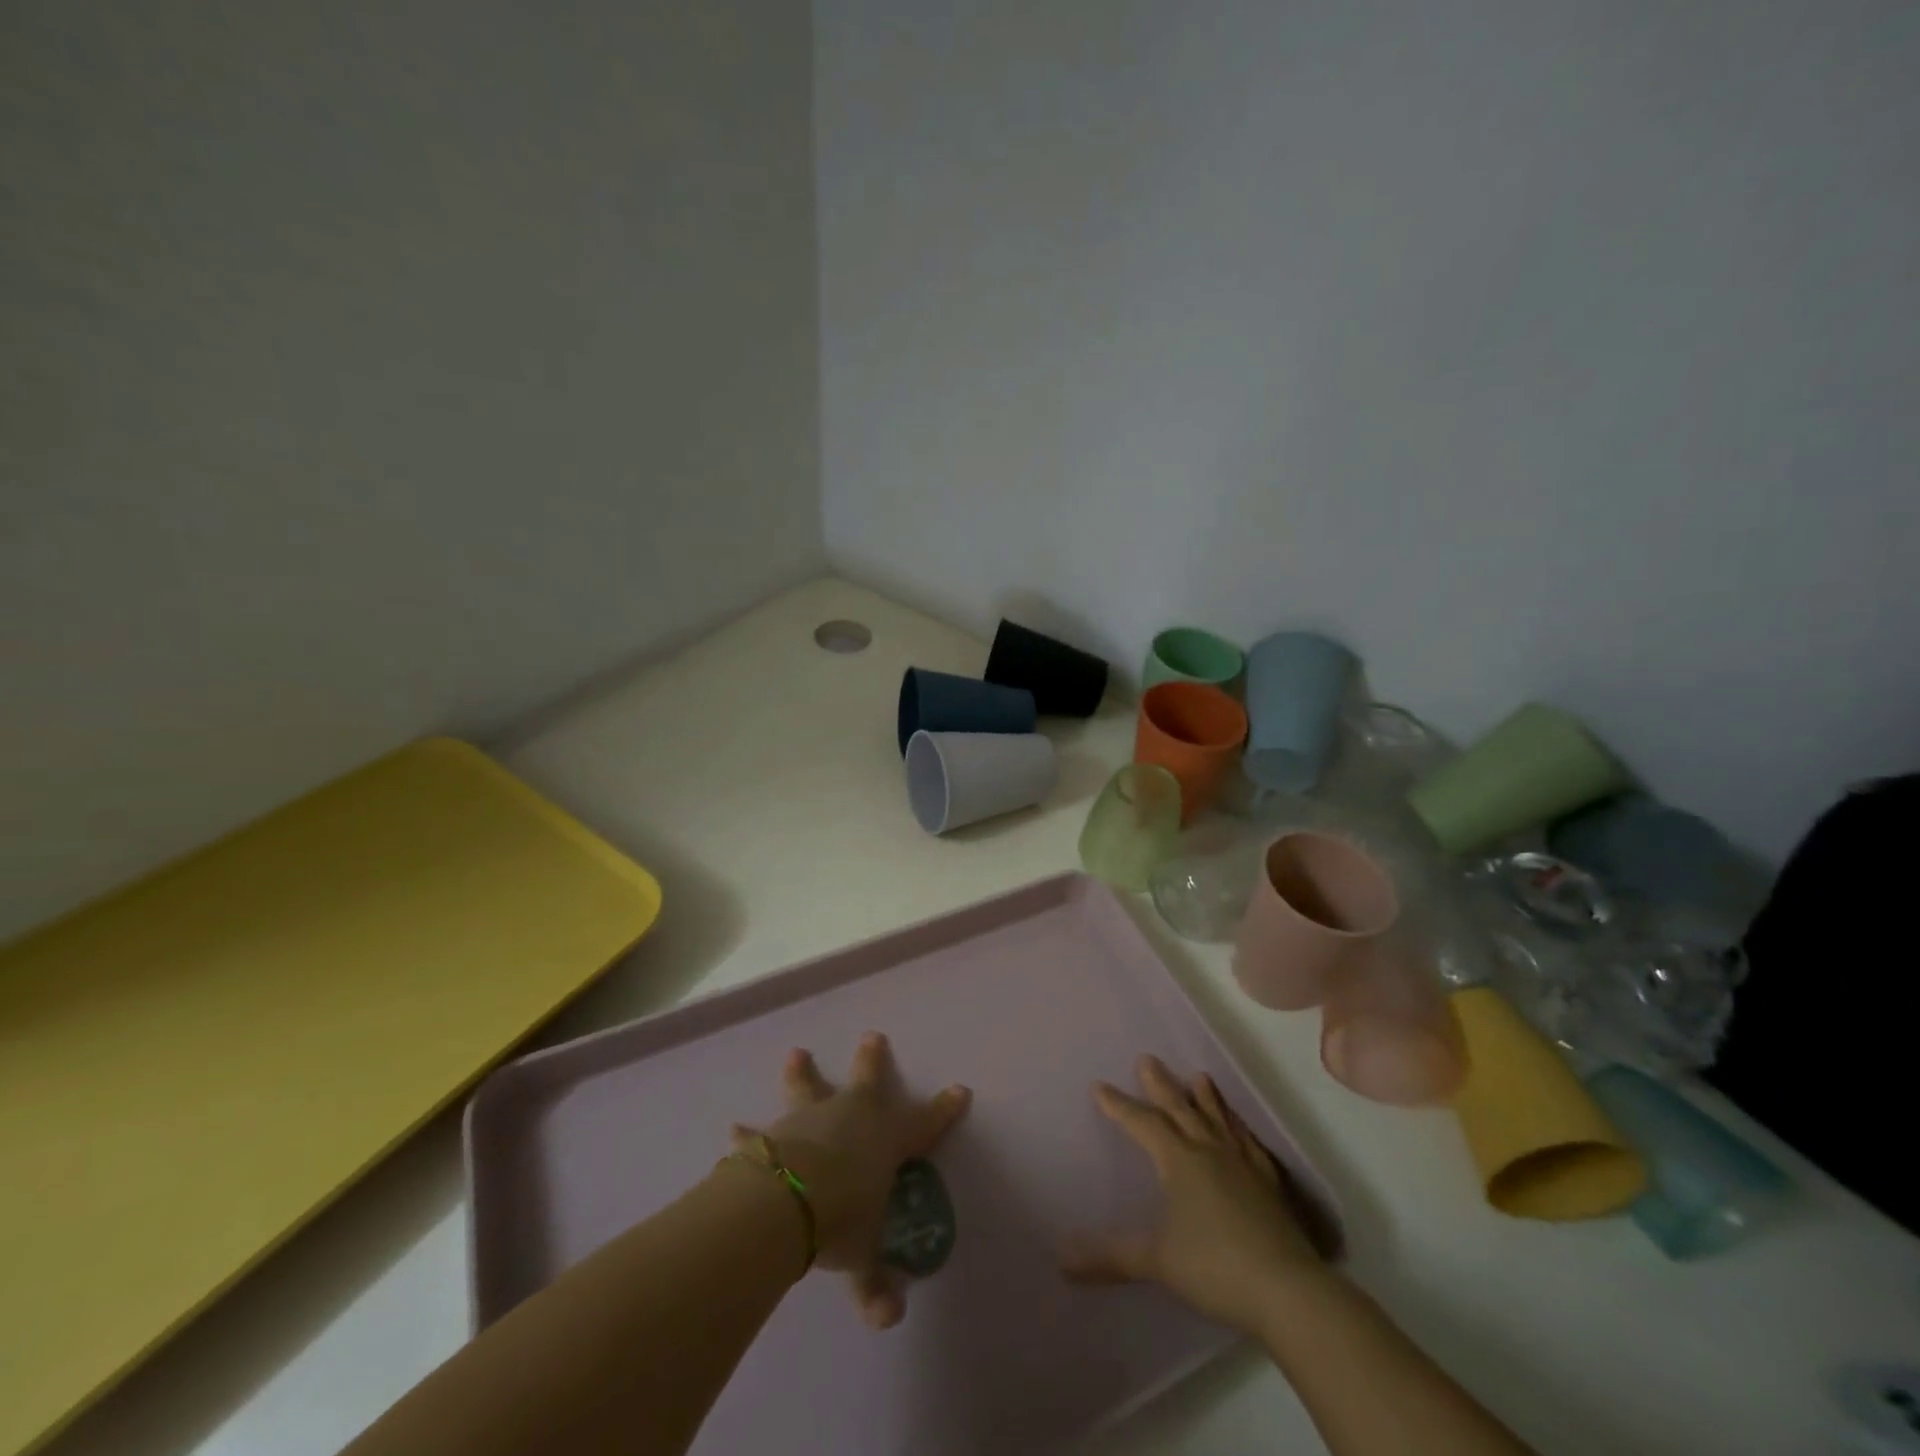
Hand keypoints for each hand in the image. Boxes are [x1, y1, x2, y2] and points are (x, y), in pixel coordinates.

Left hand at [739, 1032, 969, 1329]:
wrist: (786, 1201)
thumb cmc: (841, 1218)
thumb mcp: (862, 1255)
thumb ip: (874, 1284)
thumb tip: (889, 1317)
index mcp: (885, 1139)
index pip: (924, 1123)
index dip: (943, 1109)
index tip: (959, 1090)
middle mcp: (851, 1117)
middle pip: (868, 1080)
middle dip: (872, 1060)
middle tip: (872, 1036)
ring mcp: (811, 1118)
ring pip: (810, 1088)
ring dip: (803, 1074)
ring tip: (795, 1054)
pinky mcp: (775, 1133)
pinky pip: (760, 1133)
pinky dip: (748, 1134)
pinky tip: (734, 1130)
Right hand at [1061, 1055, 1329, 1336]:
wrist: (1288, 1291)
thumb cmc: (1215, 1268)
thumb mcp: (1157, 1262)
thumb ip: (1112, 1256)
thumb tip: (1062, 1260)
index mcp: (1179, 1161)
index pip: (1142, 1123)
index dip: (1119, 1105)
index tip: (1100, 1085)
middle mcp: (1210, 1151)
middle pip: (1180, 1109)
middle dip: (1160, 1085)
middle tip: (1147, 1059)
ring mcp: (1243, 1165)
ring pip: (1218, 1119)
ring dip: (1205, 1097)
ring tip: (1199, 1076)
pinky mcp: (1270, 1185)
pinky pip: (1250, 1144)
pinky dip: (1240, 1130)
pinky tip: (1241, 1129)